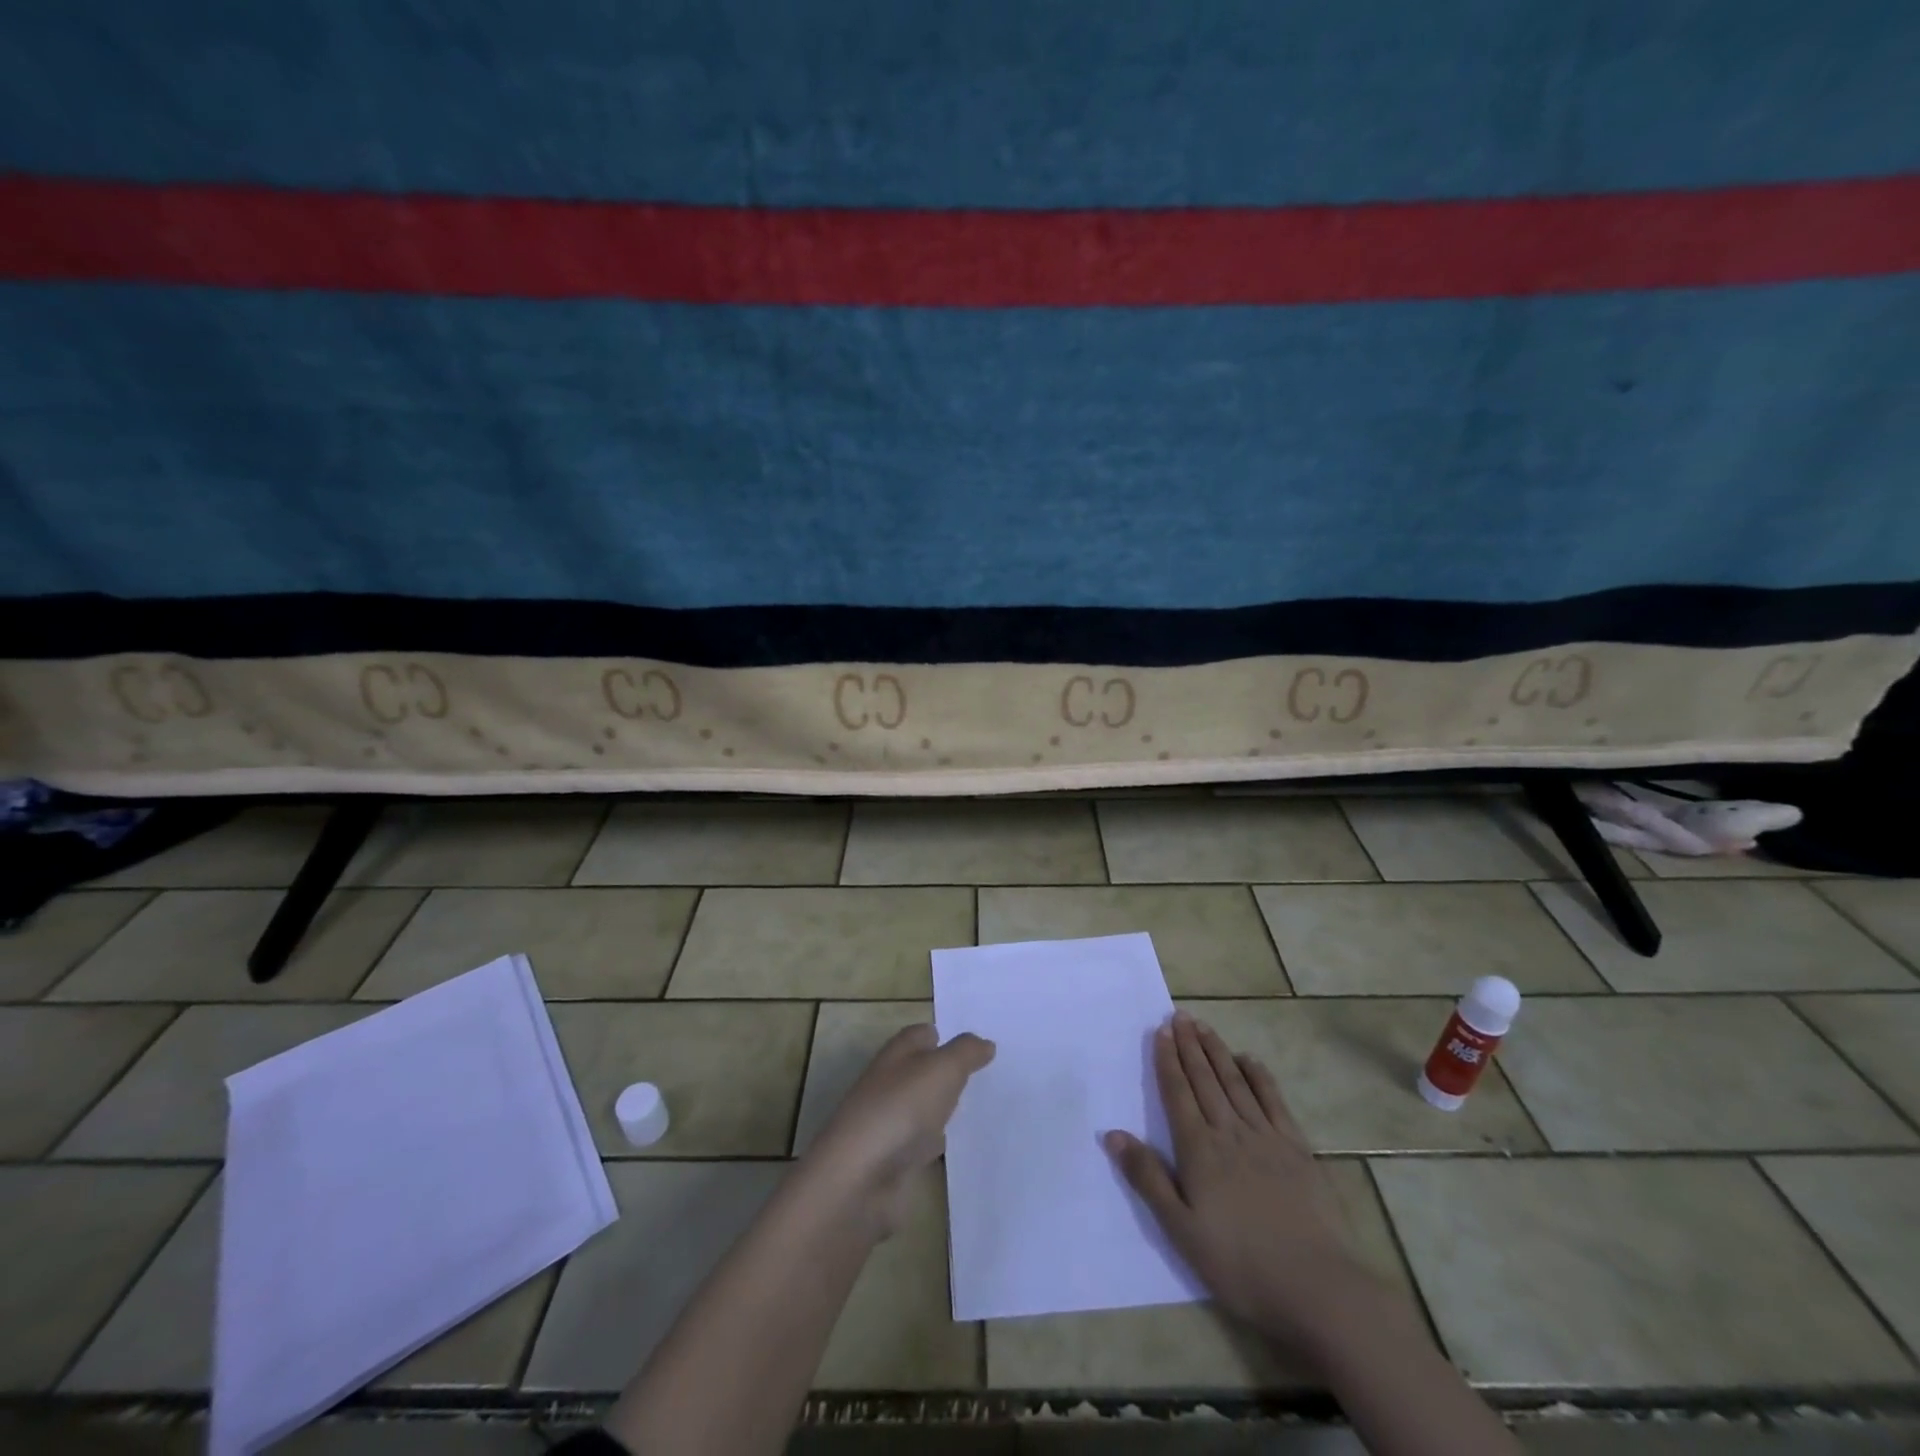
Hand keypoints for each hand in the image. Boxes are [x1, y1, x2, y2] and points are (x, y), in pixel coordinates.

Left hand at [807, 1025, 993, 1233]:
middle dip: (949, 1071)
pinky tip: (963, 1146)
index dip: (945, 1035)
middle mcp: (890, 1084)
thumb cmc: (901, 1109)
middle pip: (922, 1071)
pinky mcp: (895, 1161)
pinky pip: (924, 1144)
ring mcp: (891, 1124)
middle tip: (990, 1073)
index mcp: (896, 1055)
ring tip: (984, 1106)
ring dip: (946, 1108)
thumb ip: (966, 1052)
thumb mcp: (942, 1069)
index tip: (977, 1044)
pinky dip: (940, 1144)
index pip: (921, 1035)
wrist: (861, 1181)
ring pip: (925, 1108)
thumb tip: (985, 1043)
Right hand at [1104, 1011, 1370, 1351]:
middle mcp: (1229, 1132)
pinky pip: (1273, 1101)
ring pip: (1235, 1082)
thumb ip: (1147, 1178)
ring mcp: (1266, 1137)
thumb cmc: (1240, 1263)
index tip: (1161, 1031)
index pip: (1178, 1093)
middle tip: (1180, 1016)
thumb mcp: (1181, 1230)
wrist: (1317, 1286)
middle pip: (1205, 1079)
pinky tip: (1250, 1060)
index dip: (1168, 1060)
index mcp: (1199, 1150)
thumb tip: (1112, 1134)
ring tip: (1204, 1027)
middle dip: (1190, 1046)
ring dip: (1218, 1052)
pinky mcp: (1297, 1149)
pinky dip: (1259, 1077)